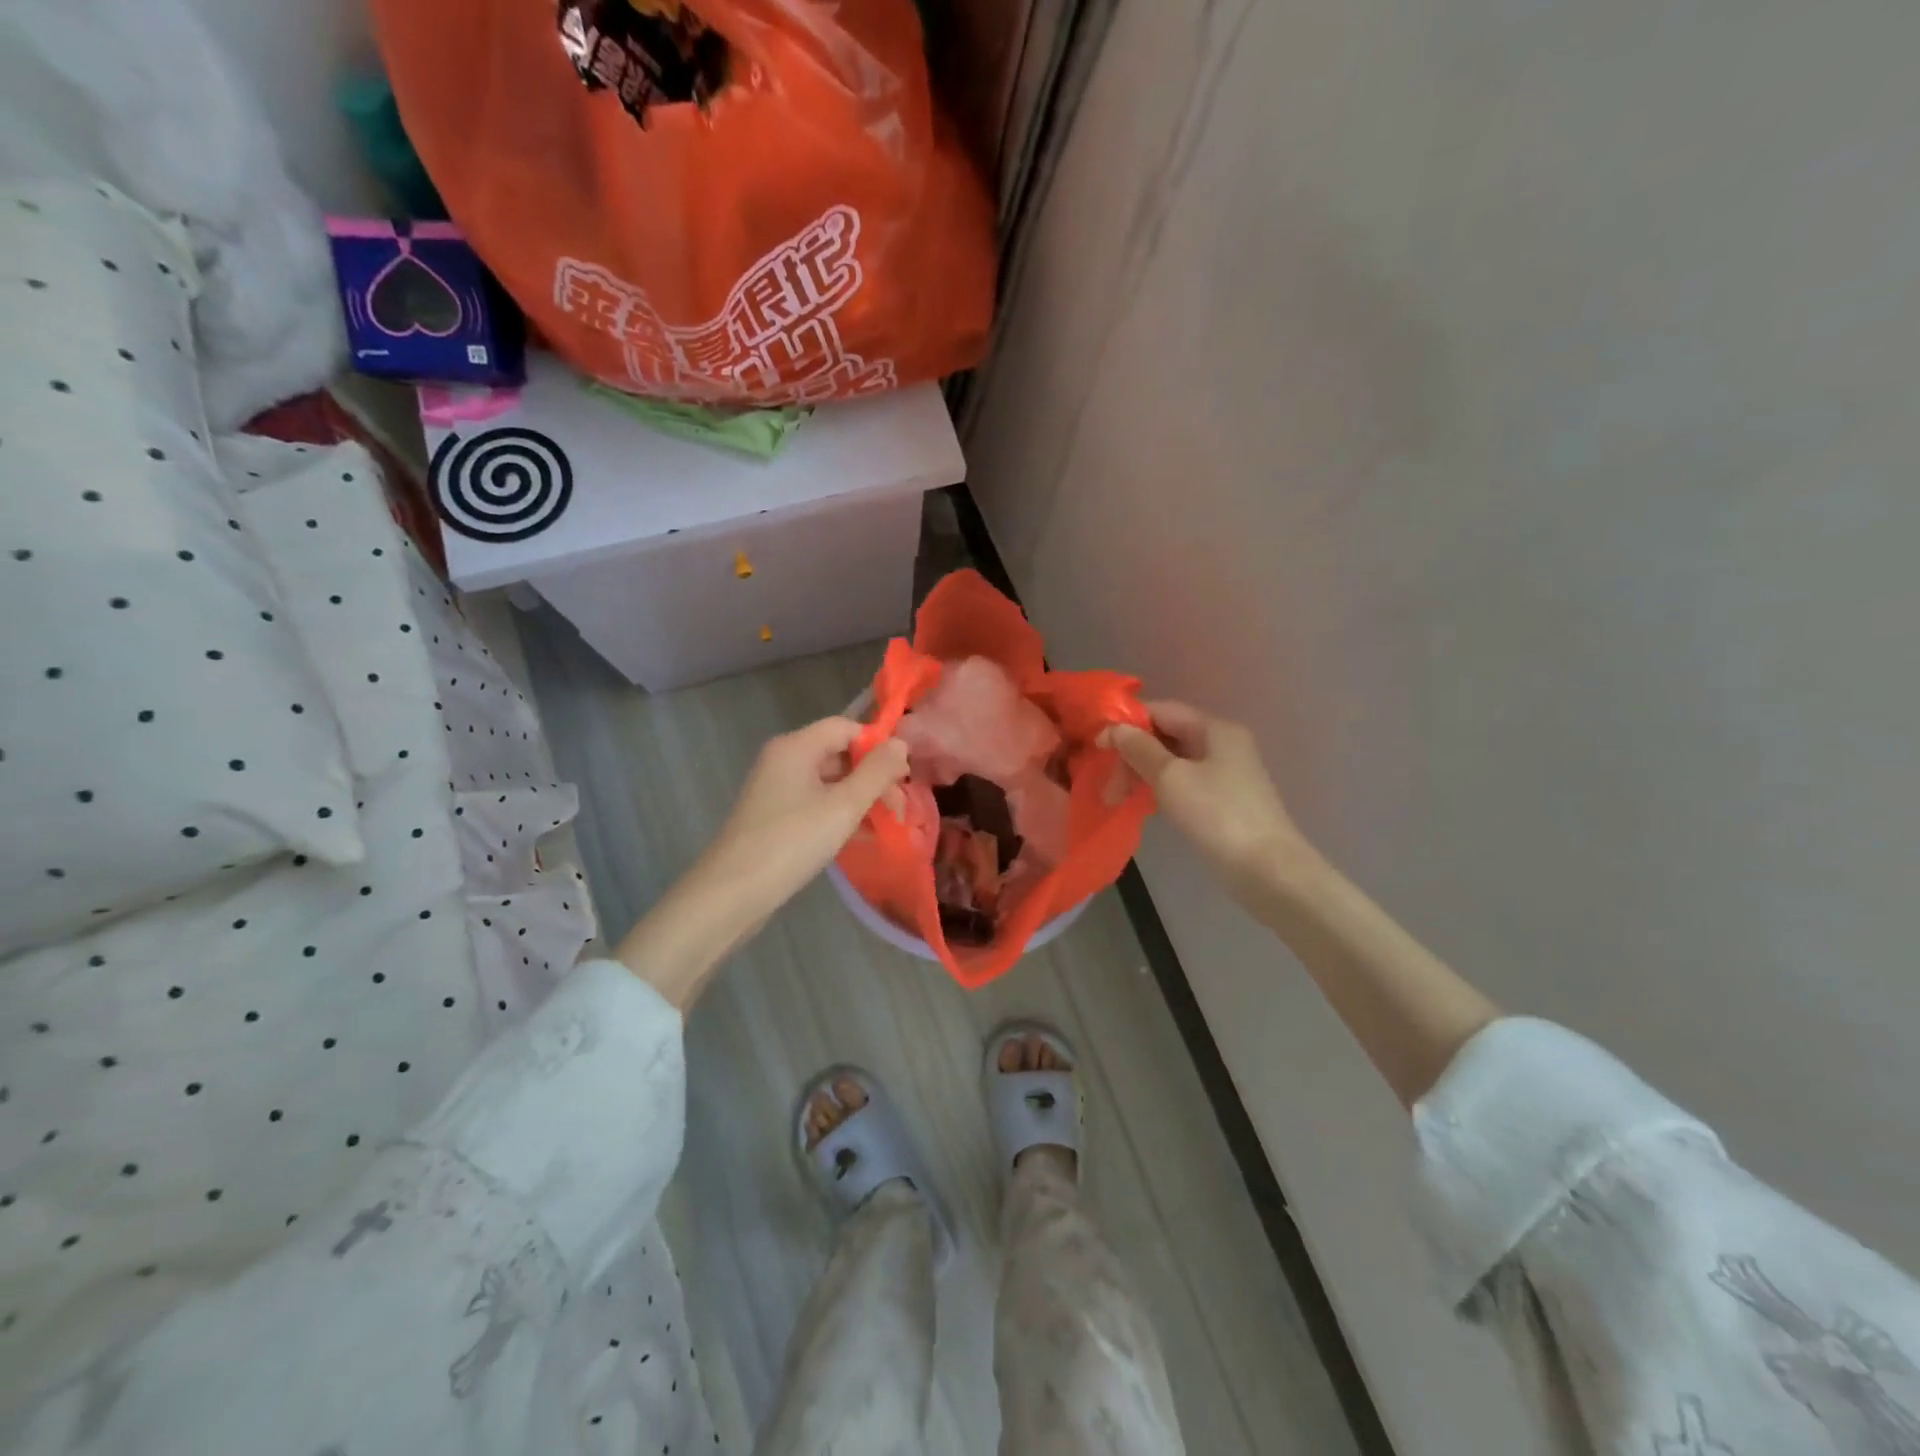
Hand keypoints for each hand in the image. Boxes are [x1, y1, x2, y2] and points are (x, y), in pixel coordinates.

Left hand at [698, 717, 910, 924]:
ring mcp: (777, 789)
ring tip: (886, 825)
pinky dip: (839, 814)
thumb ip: (876, 773)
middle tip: (899, 808)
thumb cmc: (792, 842)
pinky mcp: (775, 816)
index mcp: (796, 747)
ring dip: (859, 798)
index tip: (902, 777)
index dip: (877, 746)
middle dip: (872, 777)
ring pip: (829, 781)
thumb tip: (901, 744)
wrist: (733, 893)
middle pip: (838, 753)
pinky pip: (816, 803)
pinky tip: (861, 837)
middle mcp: (784, 760)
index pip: (846, 727)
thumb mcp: (843, 806)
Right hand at [1107, 702, 1314, 905]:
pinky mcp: (1224, 799)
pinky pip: (1184, 782)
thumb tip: (1115, 728)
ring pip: (1173, 761)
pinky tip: (1145, 806)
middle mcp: (1222, 743)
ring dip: (1142, 774)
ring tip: (1119, 799)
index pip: (1161, 711)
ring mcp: (1226, 772)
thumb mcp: (1171, 778)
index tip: (1097, 747)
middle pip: (1166, 736)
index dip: (1126, 724)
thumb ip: (1140, 749)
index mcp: (1214, 729)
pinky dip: (1160, 789)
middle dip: (1132, 755)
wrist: (1267, 870)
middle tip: (1108, 787)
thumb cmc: (1216, 815)